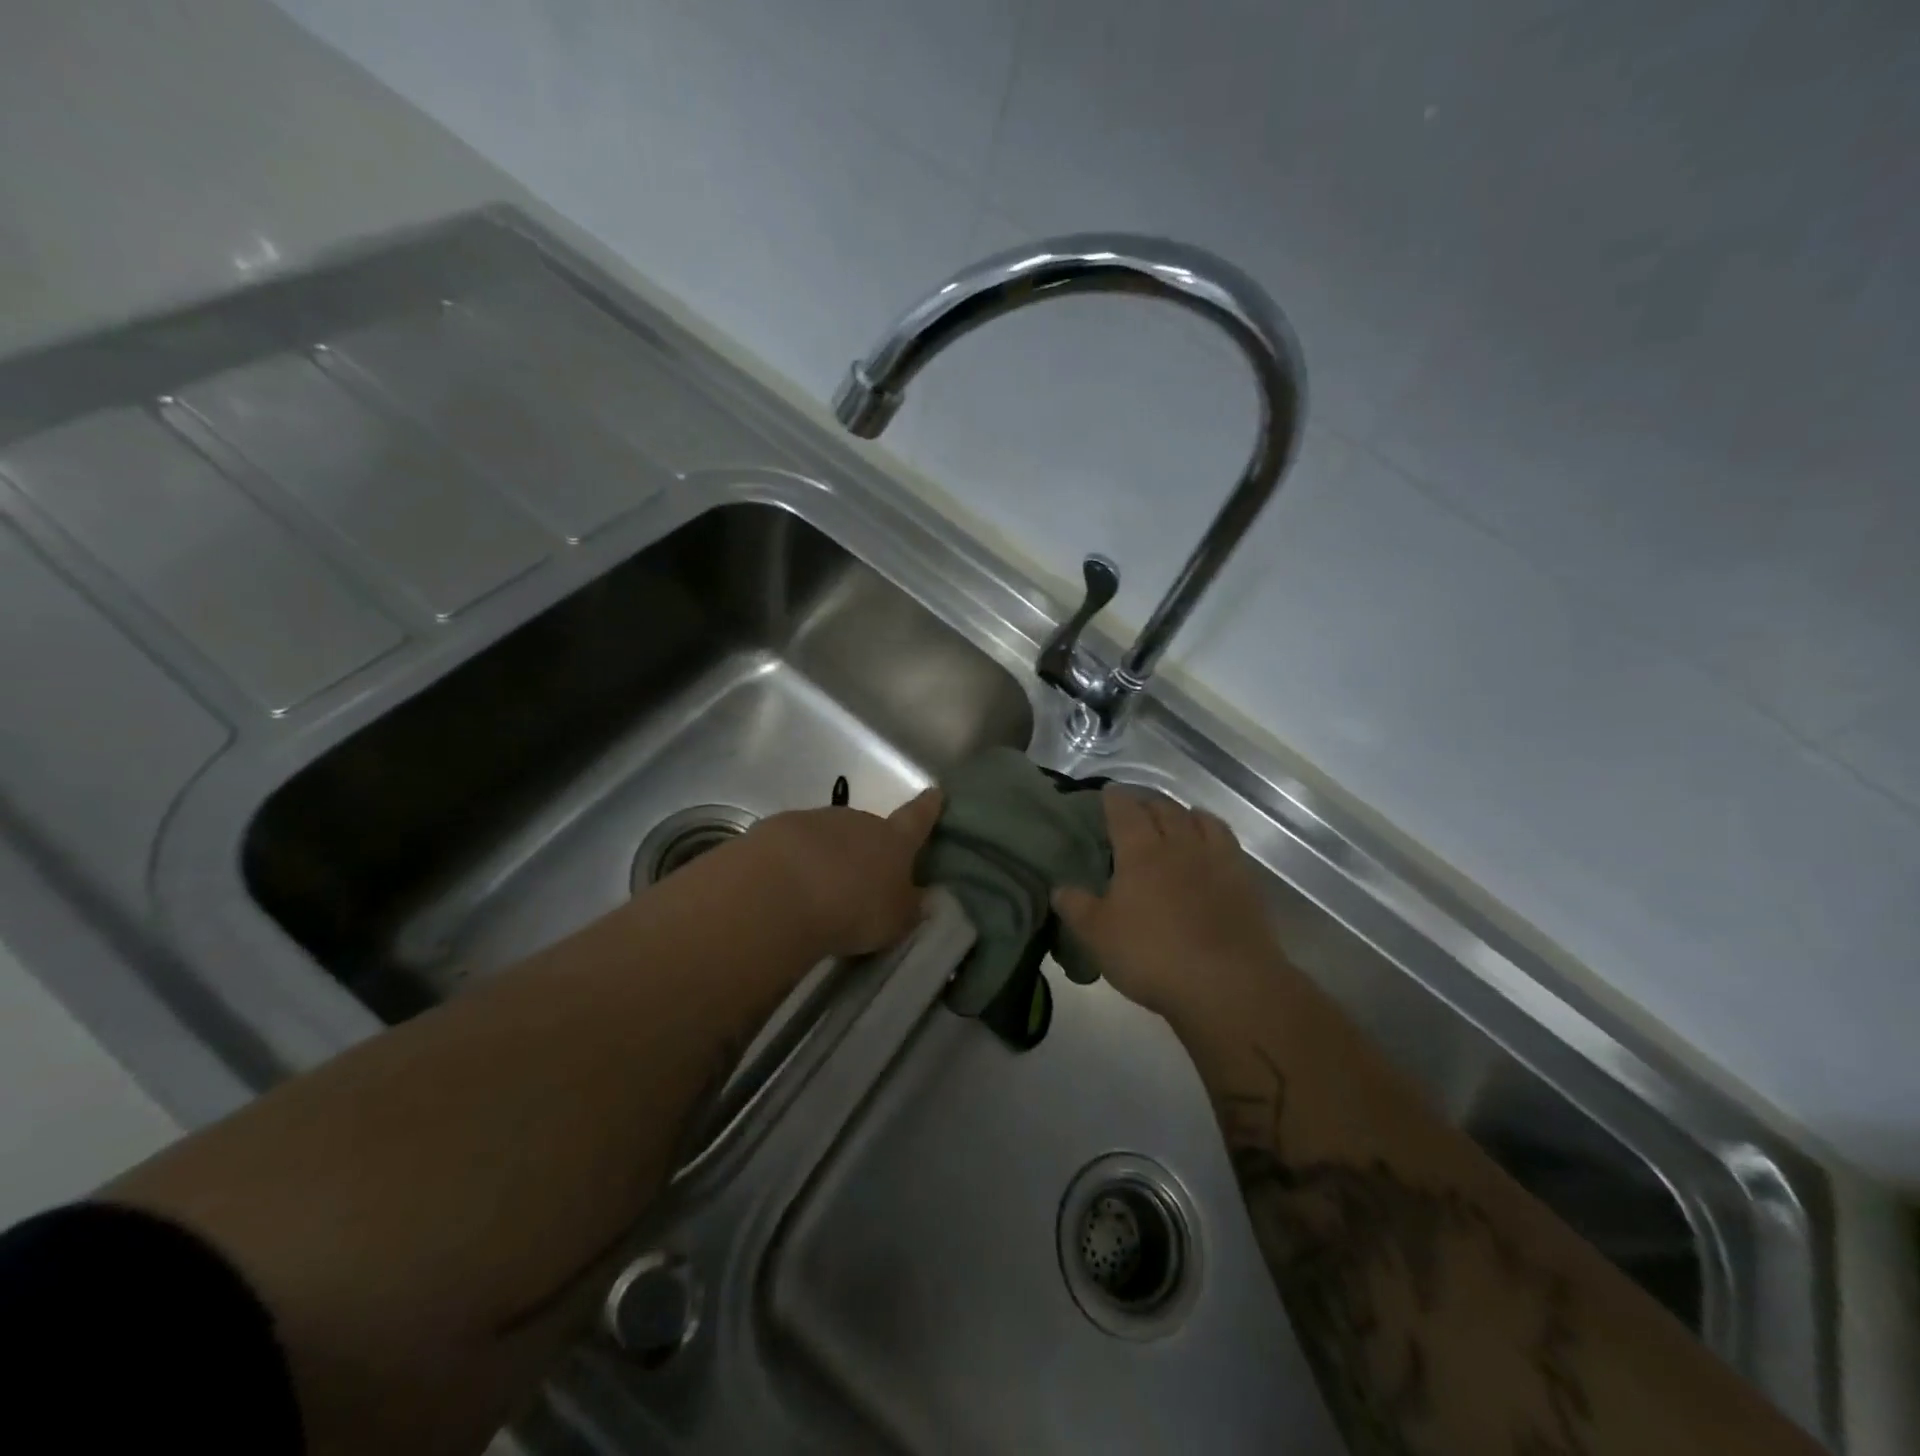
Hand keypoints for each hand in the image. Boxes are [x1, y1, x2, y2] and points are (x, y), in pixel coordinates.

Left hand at [736, 789, 943, 957]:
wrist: (782, 891)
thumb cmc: (854, 907)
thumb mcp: (894, 920)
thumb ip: (909, 907)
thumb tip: (922, 898)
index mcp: (894, 839)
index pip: (917, 818)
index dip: (928, 807)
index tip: (935, 792)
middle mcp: (858, 820)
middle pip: (868, 829)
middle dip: (865, 849)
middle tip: (858, 881)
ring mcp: (816, 819)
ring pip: (828, 835)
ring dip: (827, 855)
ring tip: (817, 892)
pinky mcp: (777, 828)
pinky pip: (792, 845)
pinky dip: (793, 861)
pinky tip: (785, 887)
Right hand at [1053, 788, 1281, 1019]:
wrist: (1228, 984)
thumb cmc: (1153, 956)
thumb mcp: (1098, 936)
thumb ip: (1076, 907)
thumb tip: (1059, 888)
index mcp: (1140, 851)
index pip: (1124, 811)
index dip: (1114, 799)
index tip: (1107, 793)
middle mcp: (1179, 844)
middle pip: (1164, 809)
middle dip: (1148, 803)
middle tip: (1136, 809)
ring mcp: (1216, 860)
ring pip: (1200, 819)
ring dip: (1184, 814)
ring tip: (1176, 819)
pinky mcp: (1245, 881)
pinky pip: (1227, 842)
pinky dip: (1213, 834)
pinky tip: (1209, 848)